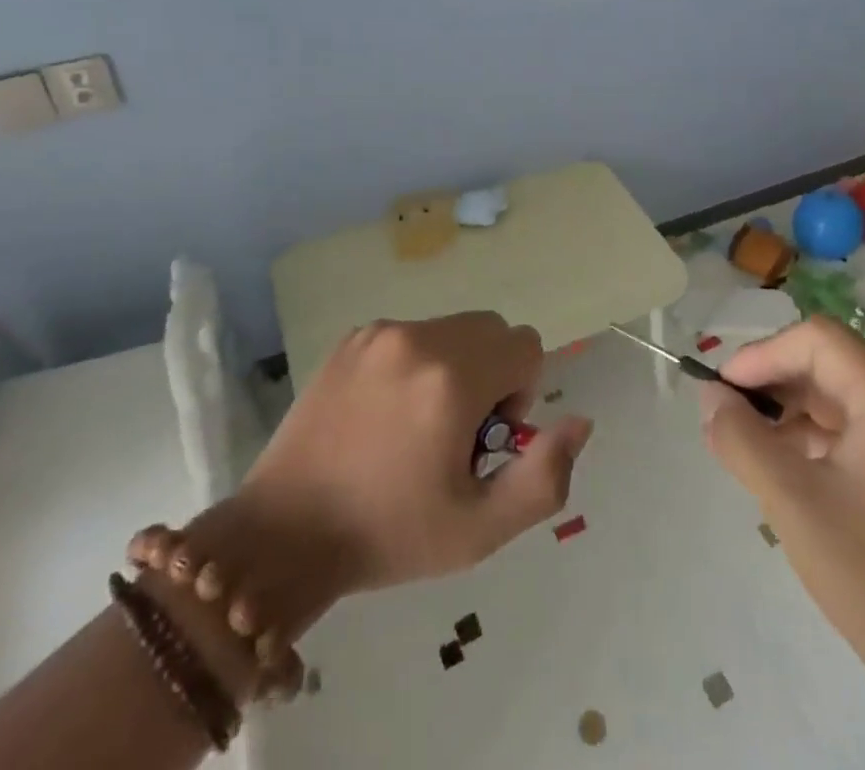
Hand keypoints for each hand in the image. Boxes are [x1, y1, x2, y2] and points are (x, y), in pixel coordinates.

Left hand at [187, 313, 592, 648]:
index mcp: (453, 378)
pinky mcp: (352, 337)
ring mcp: (380, 332)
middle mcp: (418, 338)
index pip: (525, 345)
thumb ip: (545, 475)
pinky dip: (416, 362)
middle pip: (491, 329)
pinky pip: (412, 333)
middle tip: (455, 434)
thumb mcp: (481, 529)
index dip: (521, 394)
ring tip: (416, 426)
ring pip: (452, 328)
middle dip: (492, 374)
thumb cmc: (389, 535)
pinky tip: (384, 415)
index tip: (485, 440)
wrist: (284, 533)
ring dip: (455, 366)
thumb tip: (580, 420)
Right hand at [699, 317, 864, 664]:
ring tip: (751, 448)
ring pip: (842, 395)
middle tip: (729, 419)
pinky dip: (819, 437)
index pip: (818, 340)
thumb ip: (741, 438)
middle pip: (830, 364)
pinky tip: (789, 469)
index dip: (763, 355)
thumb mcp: (793, 502)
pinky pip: (861, 426)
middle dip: (774, 385)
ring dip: (793, 413)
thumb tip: (709, 395)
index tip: (722, 391)